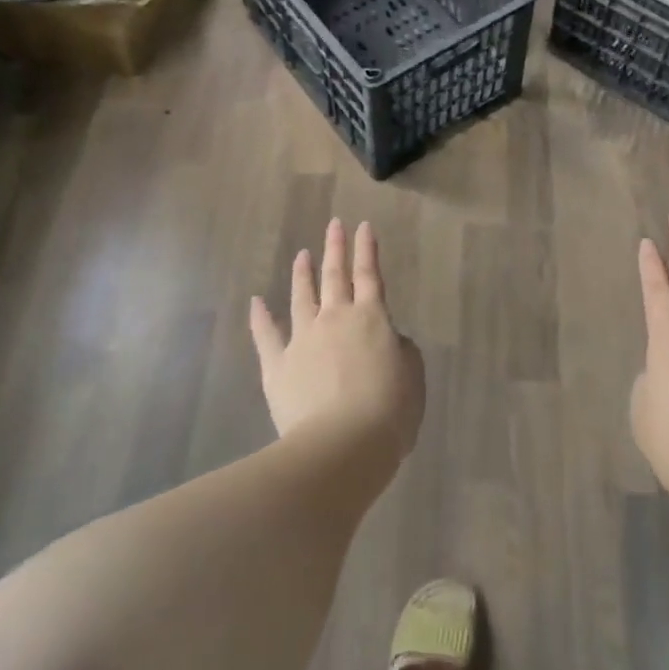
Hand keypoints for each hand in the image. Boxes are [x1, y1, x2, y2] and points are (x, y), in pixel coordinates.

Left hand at [249, 219, 423, 458]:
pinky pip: (266, 335)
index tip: (362, 226)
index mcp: (371, 318)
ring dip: (303, 273)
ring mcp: (303, 339)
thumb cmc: (389, 411)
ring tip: (302, 254)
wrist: (343, 445)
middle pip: (335, 276)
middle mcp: (335, 319)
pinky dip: (260, 317)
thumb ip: (399, 348)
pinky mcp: (278, 365)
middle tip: (334, 224)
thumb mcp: (412, 375)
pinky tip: (256, 302)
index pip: (369, 274)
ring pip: (302, 297)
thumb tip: (386, 338)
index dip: (367, 249)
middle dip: (335, 248)